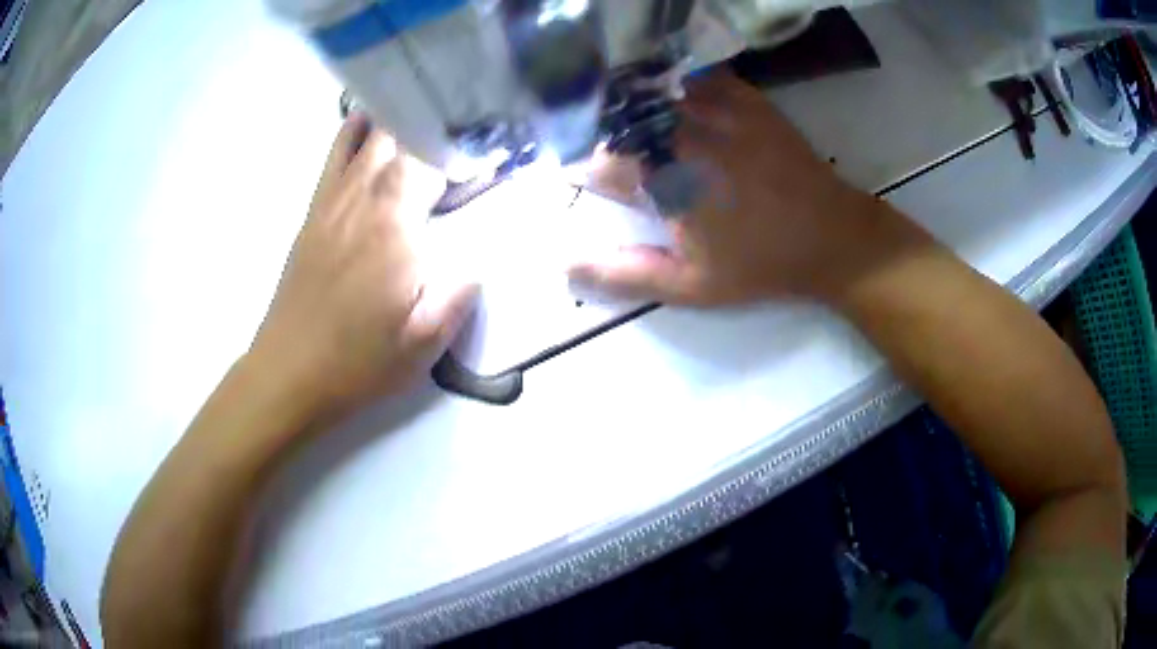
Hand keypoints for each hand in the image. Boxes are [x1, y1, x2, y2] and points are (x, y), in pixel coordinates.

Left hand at [250, 115, 478, 417]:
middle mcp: (363, 201)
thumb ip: (457, 297)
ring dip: (403, 120)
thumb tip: (479, 262)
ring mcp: (333, 202)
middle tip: (468, 127)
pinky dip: (354, 131)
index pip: (433, 161)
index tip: (490, 151)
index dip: (464, 147)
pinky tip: (370, 119)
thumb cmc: (357, 363)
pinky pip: (335, 156)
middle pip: (402, 137)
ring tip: (432, 112)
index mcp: (394, 230)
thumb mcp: (421, 347)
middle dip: (438, 126)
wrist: (288, 373)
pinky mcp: (314, 212)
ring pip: (369, 138)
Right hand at [573, 71, 927, 305]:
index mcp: (665, 181)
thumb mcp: (691, 285)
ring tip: (635, 124)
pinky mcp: (743, 97)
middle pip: (620, 120)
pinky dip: (675, 85)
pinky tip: (674, 99)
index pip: (598, 164)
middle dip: (605, 137)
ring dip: (634, 107)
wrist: (830, 235)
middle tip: (611, 155)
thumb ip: (626, 274)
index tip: (583, 180)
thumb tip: (567, 266)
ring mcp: (716, 109)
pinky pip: (695, 76)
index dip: (582, 171)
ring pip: (652, 92)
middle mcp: (683, 135)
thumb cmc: (760, 263)